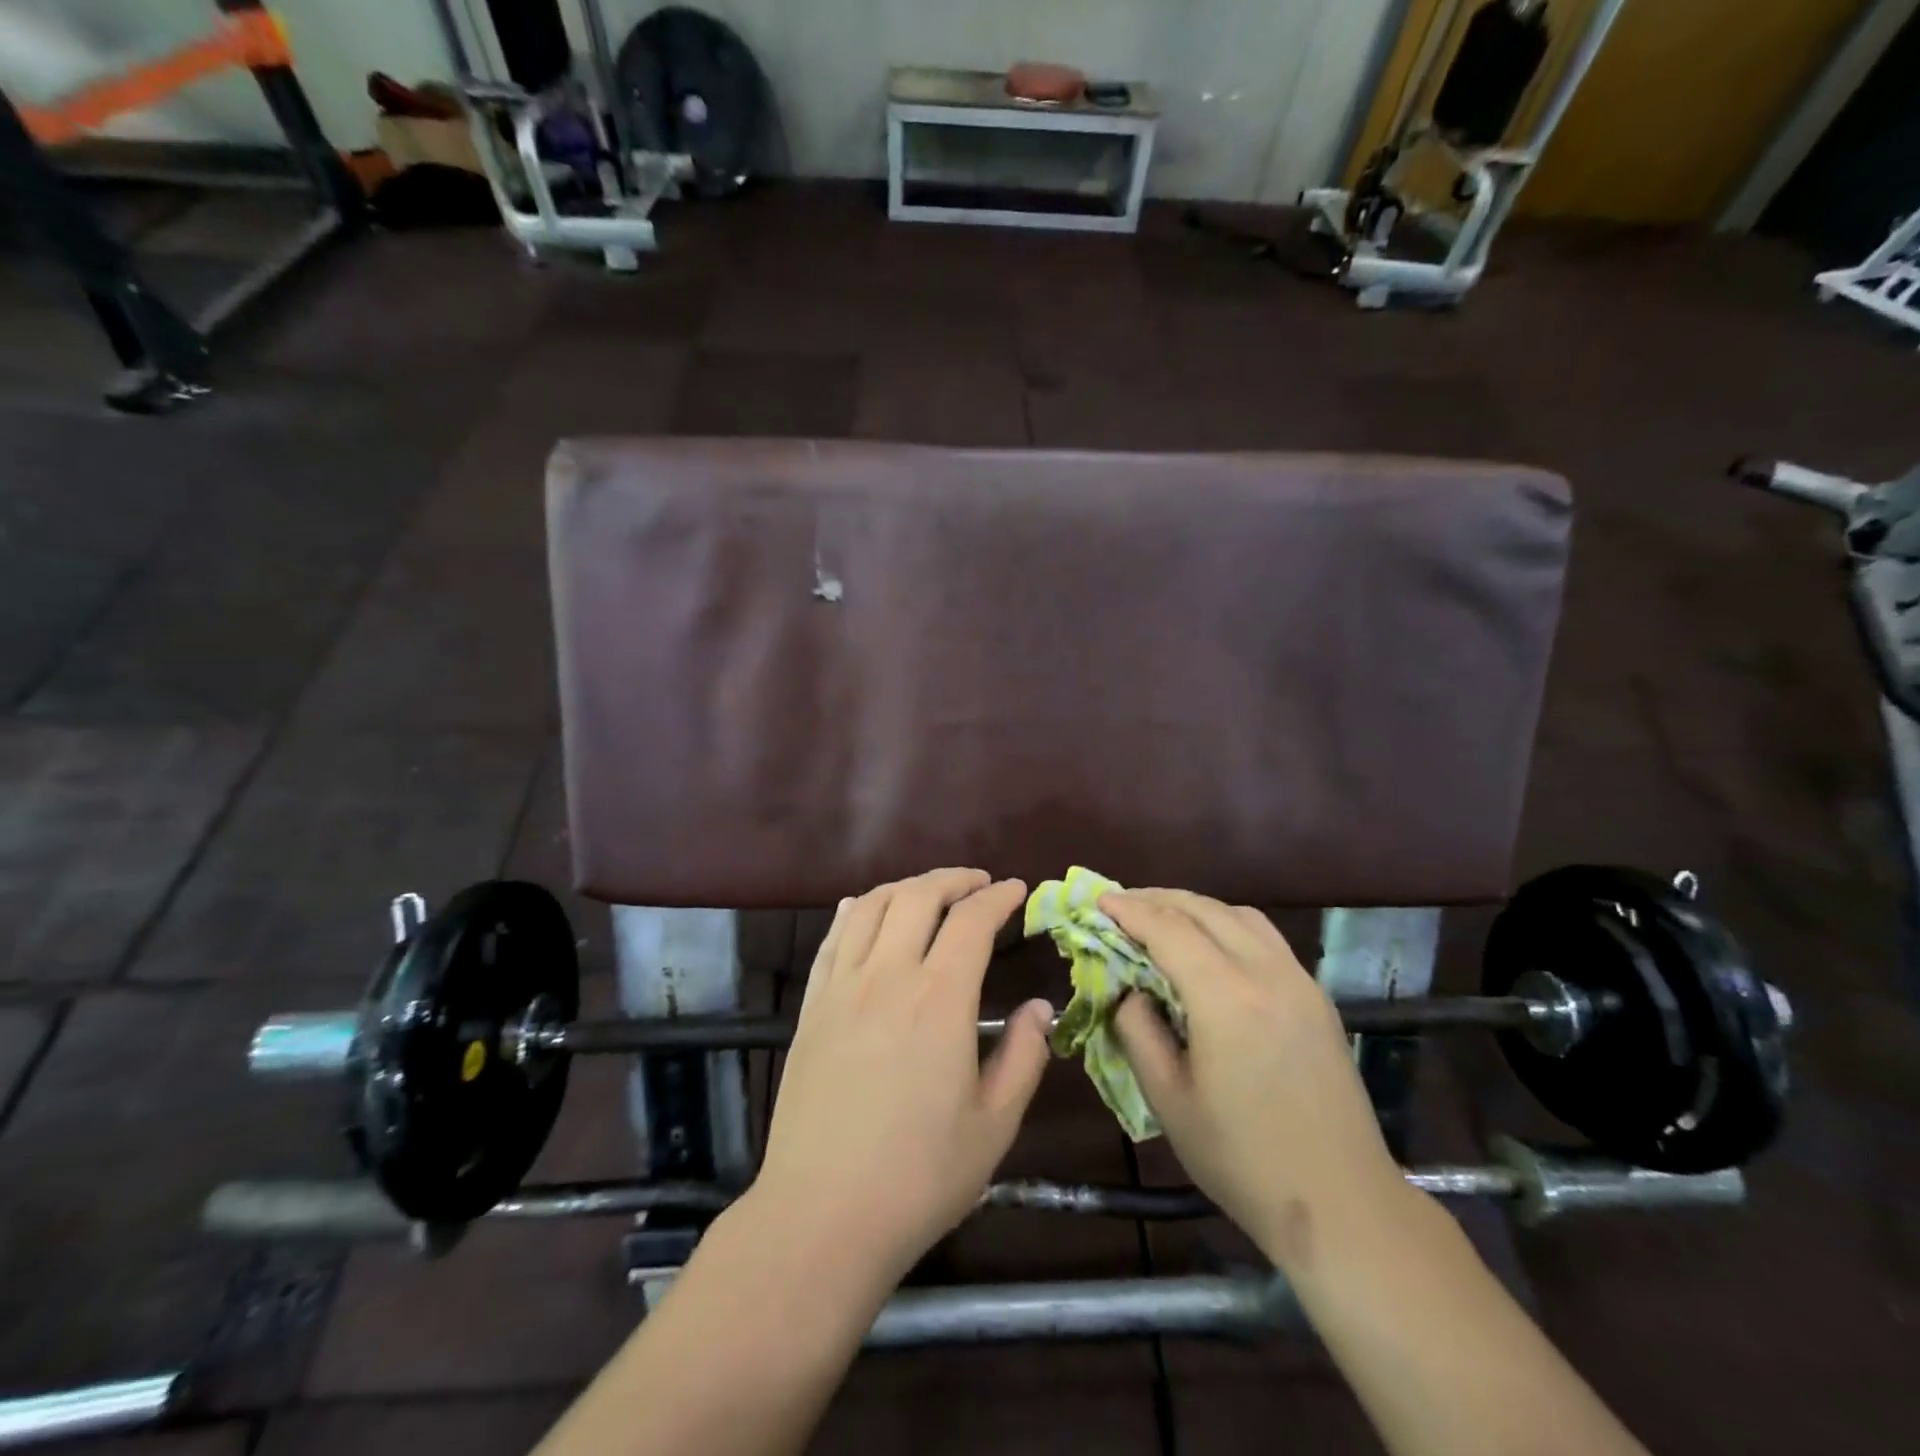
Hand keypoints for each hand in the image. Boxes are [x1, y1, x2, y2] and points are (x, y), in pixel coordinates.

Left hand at [753, 868, 1054, 1282]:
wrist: (821, 1214)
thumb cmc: (919, 1176)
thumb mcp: (994, 1125)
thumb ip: (1024, 1056)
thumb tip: (1040, 1006)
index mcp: (939, 999)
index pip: (972, 921)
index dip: (998, 897)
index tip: (1017, 889)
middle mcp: (887, 976)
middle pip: (918, 896)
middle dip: (954, 879)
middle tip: (978, 883)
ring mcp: (842, 986)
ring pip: (871, 905)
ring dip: (906, 886)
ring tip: (929, 892)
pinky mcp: (811, 1005)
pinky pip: (832, 937)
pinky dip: (854, 910)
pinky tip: (863, 909)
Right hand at [1103, 889, 1410, 1272]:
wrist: (1342, 1204)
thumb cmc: (1242, 1158)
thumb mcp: (1168, 1099)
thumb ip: (1138, 1031)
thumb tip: (1129, 990)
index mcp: (1226, 998)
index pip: (1168, 929)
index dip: (1129, 910)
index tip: (1098, 900)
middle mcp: (1266, 973)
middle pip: (1204, 910)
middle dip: (1157, 899)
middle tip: (1121, 904)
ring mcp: (1299, 981)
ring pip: (1239, 915)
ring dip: (1195, 907)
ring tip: (1161, 917)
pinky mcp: (1316, 996)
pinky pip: (1265, 937)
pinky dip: (1228, 924)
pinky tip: (1211, 945)